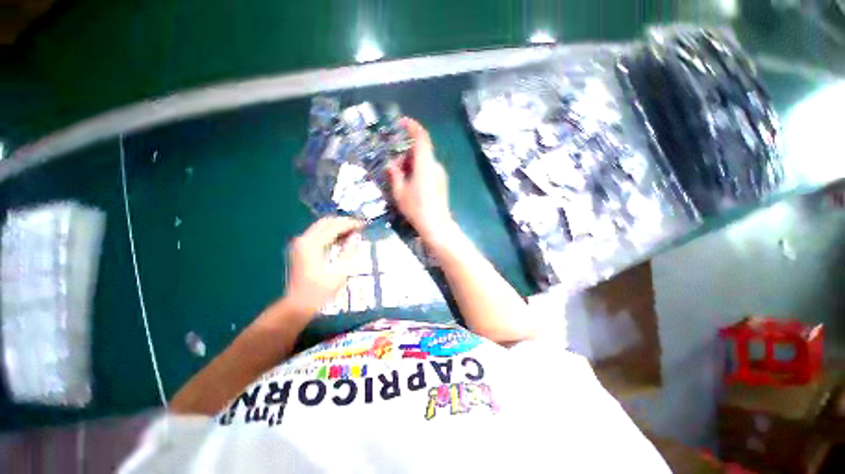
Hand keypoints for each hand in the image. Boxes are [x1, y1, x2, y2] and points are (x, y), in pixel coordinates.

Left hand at [283, 217, 363, 316]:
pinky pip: (317, 234)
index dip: (350, 224)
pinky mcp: (300, 248)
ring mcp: (300, 243)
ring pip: (321, 227)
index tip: (363, 224)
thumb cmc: (321, 290)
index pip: (334, 226)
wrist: (299, 304)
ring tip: (353, 232)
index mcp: (312, 244)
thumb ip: (349, 250)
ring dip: (337, 227)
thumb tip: (356, 235)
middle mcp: (303, 239)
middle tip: (359, 226)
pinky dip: (330, 233)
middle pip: (326, 222)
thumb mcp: (340, 270)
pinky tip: (341, 239)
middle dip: (343, 222)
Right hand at [386, 118, 455, 245]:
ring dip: (411, 164)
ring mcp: (440, 174)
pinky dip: (418, 171)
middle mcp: (435, 165)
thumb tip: (391, 165)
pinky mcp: (442, 182)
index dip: (412, 127)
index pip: (421, 137)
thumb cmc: (416, 208)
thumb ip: (395, 175)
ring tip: (400, 180)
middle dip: (405, 155)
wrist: (437, 225)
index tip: (401, 123)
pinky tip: (411, 185)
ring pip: (424, 161)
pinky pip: (428, 169)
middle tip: (393, 169)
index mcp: (425, 164)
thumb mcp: (400, 192)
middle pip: (420, 151)